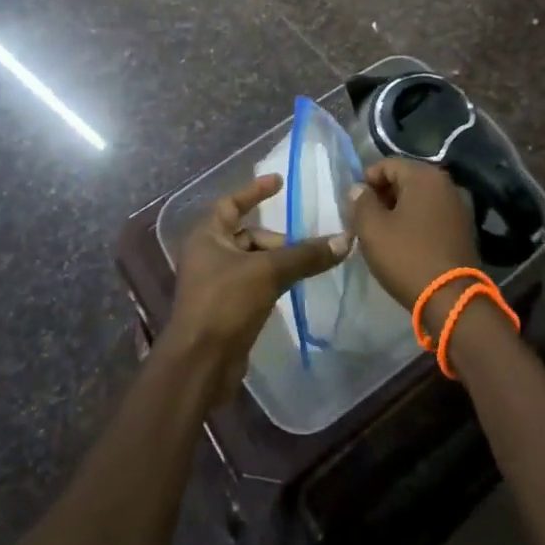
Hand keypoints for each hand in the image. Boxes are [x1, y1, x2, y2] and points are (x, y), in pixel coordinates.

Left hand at [160, 173, 348, 407]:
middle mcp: (207, 254)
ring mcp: (214, 283)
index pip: (231, 202)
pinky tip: (290, 290)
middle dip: (276, 239)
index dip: (255, 191)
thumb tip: (345, 240)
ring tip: (303, 270)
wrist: (200, 363)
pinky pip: (252, 284)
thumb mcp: (268, 272)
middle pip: (247, 234)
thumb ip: (305, 255)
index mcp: (207, 236)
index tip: (280, 182)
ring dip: (276, 262)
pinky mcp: (224, 308)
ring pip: (252, 261)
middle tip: (302, 249)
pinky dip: (271, 282)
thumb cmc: (225, 304)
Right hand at [349, 158, 480, 329]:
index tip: (353, 205)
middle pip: (405, 179)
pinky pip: (432, 214)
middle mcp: (446, 184)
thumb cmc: (407, 257)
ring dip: (398, 209)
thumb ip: (361, 202)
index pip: (387, 164)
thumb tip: (359, 189)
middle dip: (382, 195)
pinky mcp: (464, 228)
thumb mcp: (372, 229)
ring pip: (419, 198)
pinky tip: (404, 241)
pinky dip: (416, 221)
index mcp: (424, 176)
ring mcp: (458, 206)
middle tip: (365, 219)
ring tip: (382, 232)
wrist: (451, 299)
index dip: (366, 181)